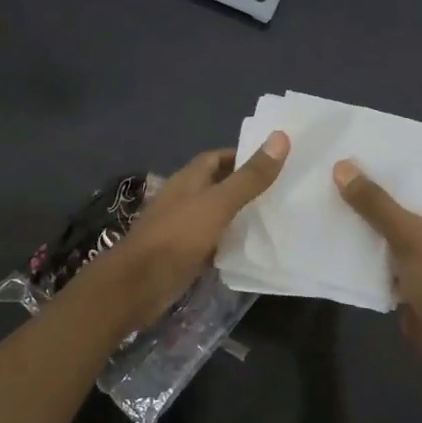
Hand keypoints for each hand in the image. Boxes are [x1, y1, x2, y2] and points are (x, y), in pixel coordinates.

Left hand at [95, 132, 289, 328]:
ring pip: (217, 214)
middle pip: (219, 185)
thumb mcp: (218, 203)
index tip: (276, 161)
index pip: (218, 157)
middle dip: (247, 185)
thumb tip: (281, 137)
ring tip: (278, 216)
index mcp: (189, 179)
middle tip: (284, 190)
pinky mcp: (186, 254)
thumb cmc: (177, 237)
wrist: (137, 285)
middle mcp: (185, 199)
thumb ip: (249, 177)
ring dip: (241, 214)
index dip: (244, 156)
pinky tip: (254, 247)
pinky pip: (214, 241)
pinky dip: (232, 241)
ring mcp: (183, 228)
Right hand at [332, 161, 421, 378]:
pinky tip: (328, 246)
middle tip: (324, 183)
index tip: (346, 161)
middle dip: (361, 201)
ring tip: (320, 209)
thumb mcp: (404, 231)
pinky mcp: (400, 282)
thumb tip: (341, 167)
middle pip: (390, 210)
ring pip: (379, 237)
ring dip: (356, 230)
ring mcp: (414, 259)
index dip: (380, 173)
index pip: (407, 184)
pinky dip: (357, 257)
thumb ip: (374, 202)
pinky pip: (374, 263)